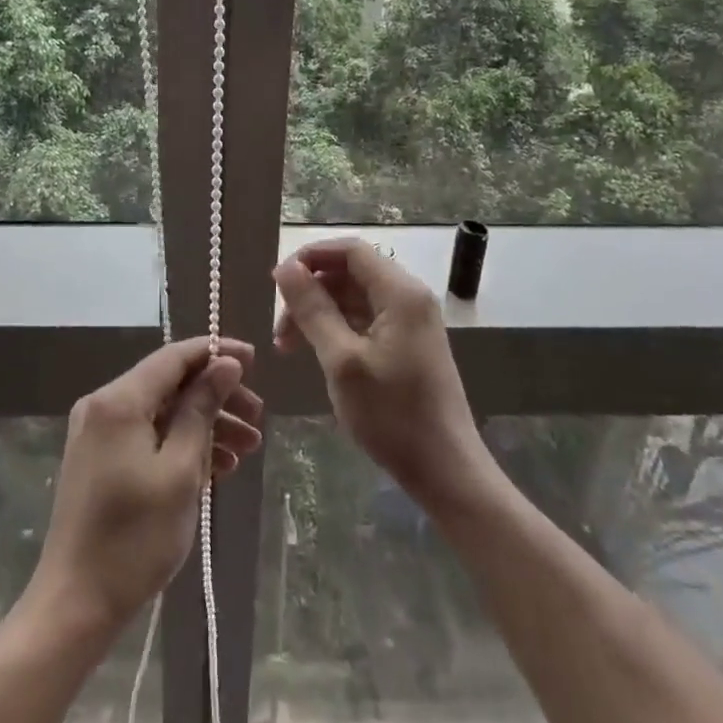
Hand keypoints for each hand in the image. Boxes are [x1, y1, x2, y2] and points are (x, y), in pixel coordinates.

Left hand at [30, 337, 263, 630]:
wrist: (77, 604)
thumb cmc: (134, 537)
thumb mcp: (180, 470)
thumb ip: (202, 409)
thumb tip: (225, 364)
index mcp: (119, 400)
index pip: (174, 357)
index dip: (216, 353)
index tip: (255, 360)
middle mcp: (104, 405)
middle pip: (170, 384)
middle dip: (217, 397)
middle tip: (258, 419)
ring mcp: (99, 433)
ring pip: (163, 412)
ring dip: (205, 425)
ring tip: (247, 449)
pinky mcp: (101, 459)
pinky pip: (148, 436)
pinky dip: (181, 445)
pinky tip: (217, 467)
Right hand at [274, 239, 486, 507]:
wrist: (445, 471)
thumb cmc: (392, 415)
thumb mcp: (342, 360)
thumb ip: (312, 309)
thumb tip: (284, 268)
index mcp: (400, 292)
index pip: (350, 250)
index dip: (310, 257)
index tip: (276, 283)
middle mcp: (408, 297)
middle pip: (349, 273)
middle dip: (310, 292)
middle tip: (279, 328)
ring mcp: (410, 322)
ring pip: (353, 298)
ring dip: (319, 313)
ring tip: (288, 347)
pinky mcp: (407, 344)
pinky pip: (364, 320)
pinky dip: (335, 330)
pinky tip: (315, 354)